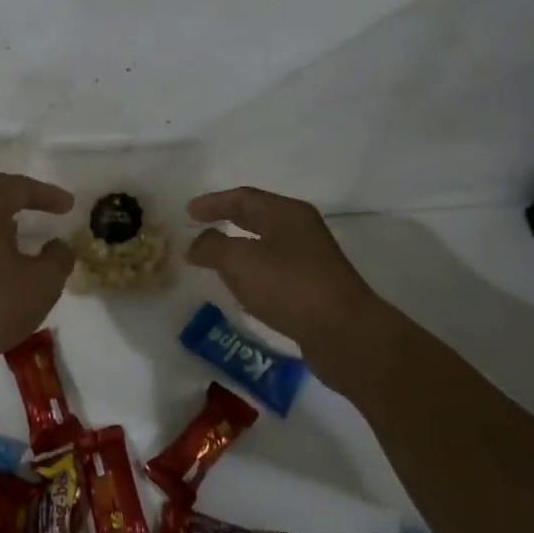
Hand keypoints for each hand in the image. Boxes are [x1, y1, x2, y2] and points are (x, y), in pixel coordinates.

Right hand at [185, 186, 384, 381]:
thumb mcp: (240, 262)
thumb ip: (212, 247)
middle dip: (227, 220)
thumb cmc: (289, 287)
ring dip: (240, 246)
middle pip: (257, 216)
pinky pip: (275, 269)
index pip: (242, 197)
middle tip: (200, 227)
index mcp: (286, 213)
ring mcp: (311, 258)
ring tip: (215, 257)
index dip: (213, 203)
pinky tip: (243, 287)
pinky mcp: (315, 287)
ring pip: (267, 243)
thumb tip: (196, 243)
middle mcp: (301, 229)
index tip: (188, 213)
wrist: (345, 334)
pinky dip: (253, 270)